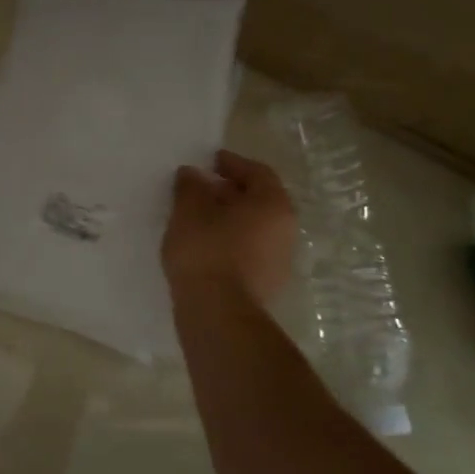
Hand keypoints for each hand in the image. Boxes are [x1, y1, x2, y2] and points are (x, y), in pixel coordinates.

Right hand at [163, 149, 300, 303]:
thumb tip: (193, 174)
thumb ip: (191, 186)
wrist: (217, 312)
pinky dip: (231, 241)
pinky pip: (249, 250)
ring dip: (231, 218)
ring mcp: (280, 260)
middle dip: (231, 192)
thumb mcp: (189, 210)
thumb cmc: (206, 250)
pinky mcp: (267, 284)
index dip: (233, 163)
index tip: (210, 161)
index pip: (257, 172)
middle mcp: (286, 229)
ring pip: (255, 227)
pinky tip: (205, 246)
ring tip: (199, 218)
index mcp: (273, 204)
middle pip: (259, 200)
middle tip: (202, 189)